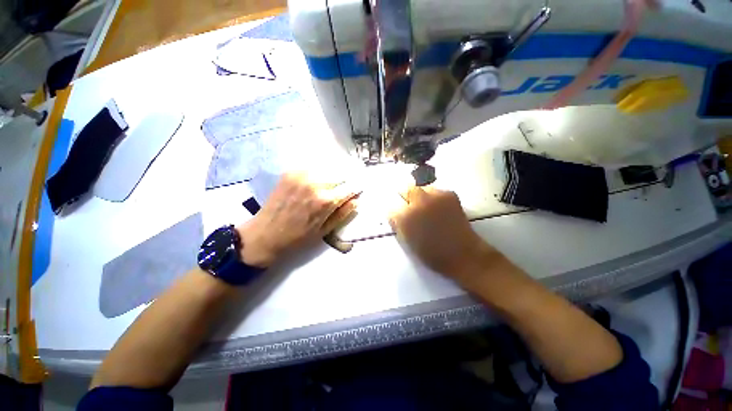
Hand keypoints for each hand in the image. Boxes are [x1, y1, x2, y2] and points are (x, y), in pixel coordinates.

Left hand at [236, 173, 357, 266]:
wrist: (265, 234)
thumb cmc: (298, 237)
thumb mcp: (325, 230)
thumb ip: (343, 213)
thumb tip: (357, 200)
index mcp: (326, 200)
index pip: (350, 187)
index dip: (356, 188)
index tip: (358, 190)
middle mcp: (315, 183)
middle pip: (341, 173)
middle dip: (346, 181)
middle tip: (344, 188)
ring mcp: (301, 175)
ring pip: (328, 168)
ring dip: (333, 176)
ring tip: (330, 185)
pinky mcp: (291, 172)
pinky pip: (313, 168)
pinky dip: (319, 173)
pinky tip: (315, 182)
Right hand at [388, 186, 500, 282]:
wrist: (462, 254)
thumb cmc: (431, 253)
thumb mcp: (407, 241)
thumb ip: (398, 225)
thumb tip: (394, 214)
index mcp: (405, 217)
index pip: (392, 207)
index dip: (395, 211)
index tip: (398, 214)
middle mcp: (417, 203)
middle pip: (406, 189)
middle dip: (406, 196)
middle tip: (410, 205)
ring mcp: (434, 196)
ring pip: (421, 188)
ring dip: (420, 196)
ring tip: (426, 207)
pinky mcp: (449, 194)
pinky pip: (436, 191)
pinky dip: (434, 197)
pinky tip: (439, 208)